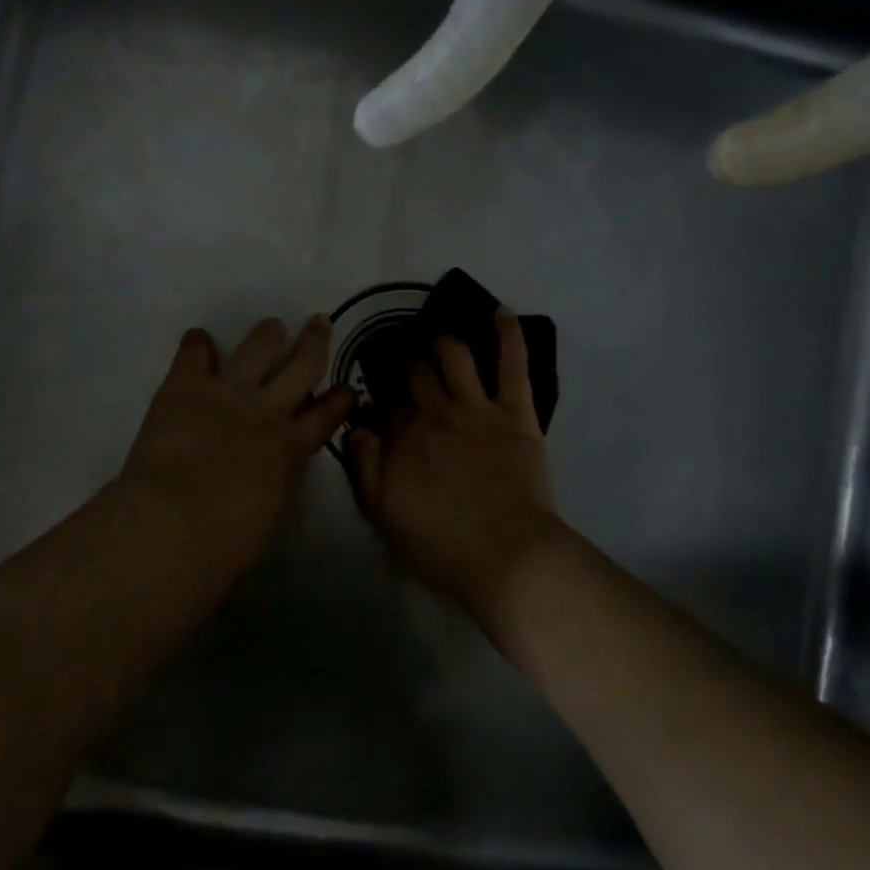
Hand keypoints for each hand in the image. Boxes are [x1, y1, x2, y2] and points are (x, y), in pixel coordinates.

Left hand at [119, 316, 355, 579]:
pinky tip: (199, 338)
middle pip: (302, 366)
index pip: (326, 415)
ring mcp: (228, 392)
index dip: (341, 398)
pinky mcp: (186, 386)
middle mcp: (267, 410)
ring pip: (258, 347)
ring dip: (267, 334)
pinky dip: (198, 344)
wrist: (176, 523)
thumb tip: (271, 470)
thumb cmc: (226, 541)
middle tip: (319, 322)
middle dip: (314, 342)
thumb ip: (276, 479)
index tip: (349, 387)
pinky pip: (195, 352)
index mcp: (291, 447)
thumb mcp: (270, 510)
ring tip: (271, 326)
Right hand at [346, 308, 565, 615]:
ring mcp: (477, 408)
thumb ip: (363, 468)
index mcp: (403, 438)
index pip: (387, 406)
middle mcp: (435, 413)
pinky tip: (501, 313)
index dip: (382, 401)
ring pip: (455, 357)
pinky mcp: (516, 412)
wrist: (505, 557)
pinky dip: (508, 335)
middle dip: (407, 364)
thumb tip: (353, 427)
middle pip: (416, 376)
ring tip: (439, 339)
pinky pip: (513, 364)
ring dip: (443, 343)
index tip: (381, 399)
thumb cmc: (440, 545)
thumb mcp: (383, 515)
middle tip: (404, 359)